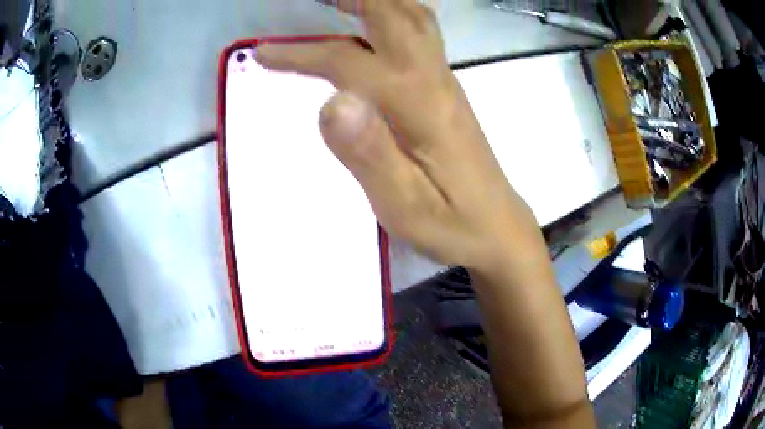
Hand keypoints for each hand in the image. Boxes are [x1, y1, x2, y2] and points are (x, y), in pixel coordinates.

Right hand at [255, 0, 537, 271]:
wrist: (497, 227)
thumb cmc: (451, 224)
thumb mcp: (404, 205)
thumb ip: (369, 153)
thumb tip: (332, 101)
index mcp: (418, 105)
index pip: (349, 62)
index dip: (301, 54)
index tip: (262, 53)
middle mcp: (434, 79)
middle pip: (395, 14)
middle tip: (313, 1)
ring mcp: (444, 81)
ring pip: (413, 18)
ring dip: (376, 0)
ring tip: (338, 2)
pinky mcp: (445, 91)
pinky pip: (418, 34)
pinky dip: (390, 14)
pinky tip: (371, 25)